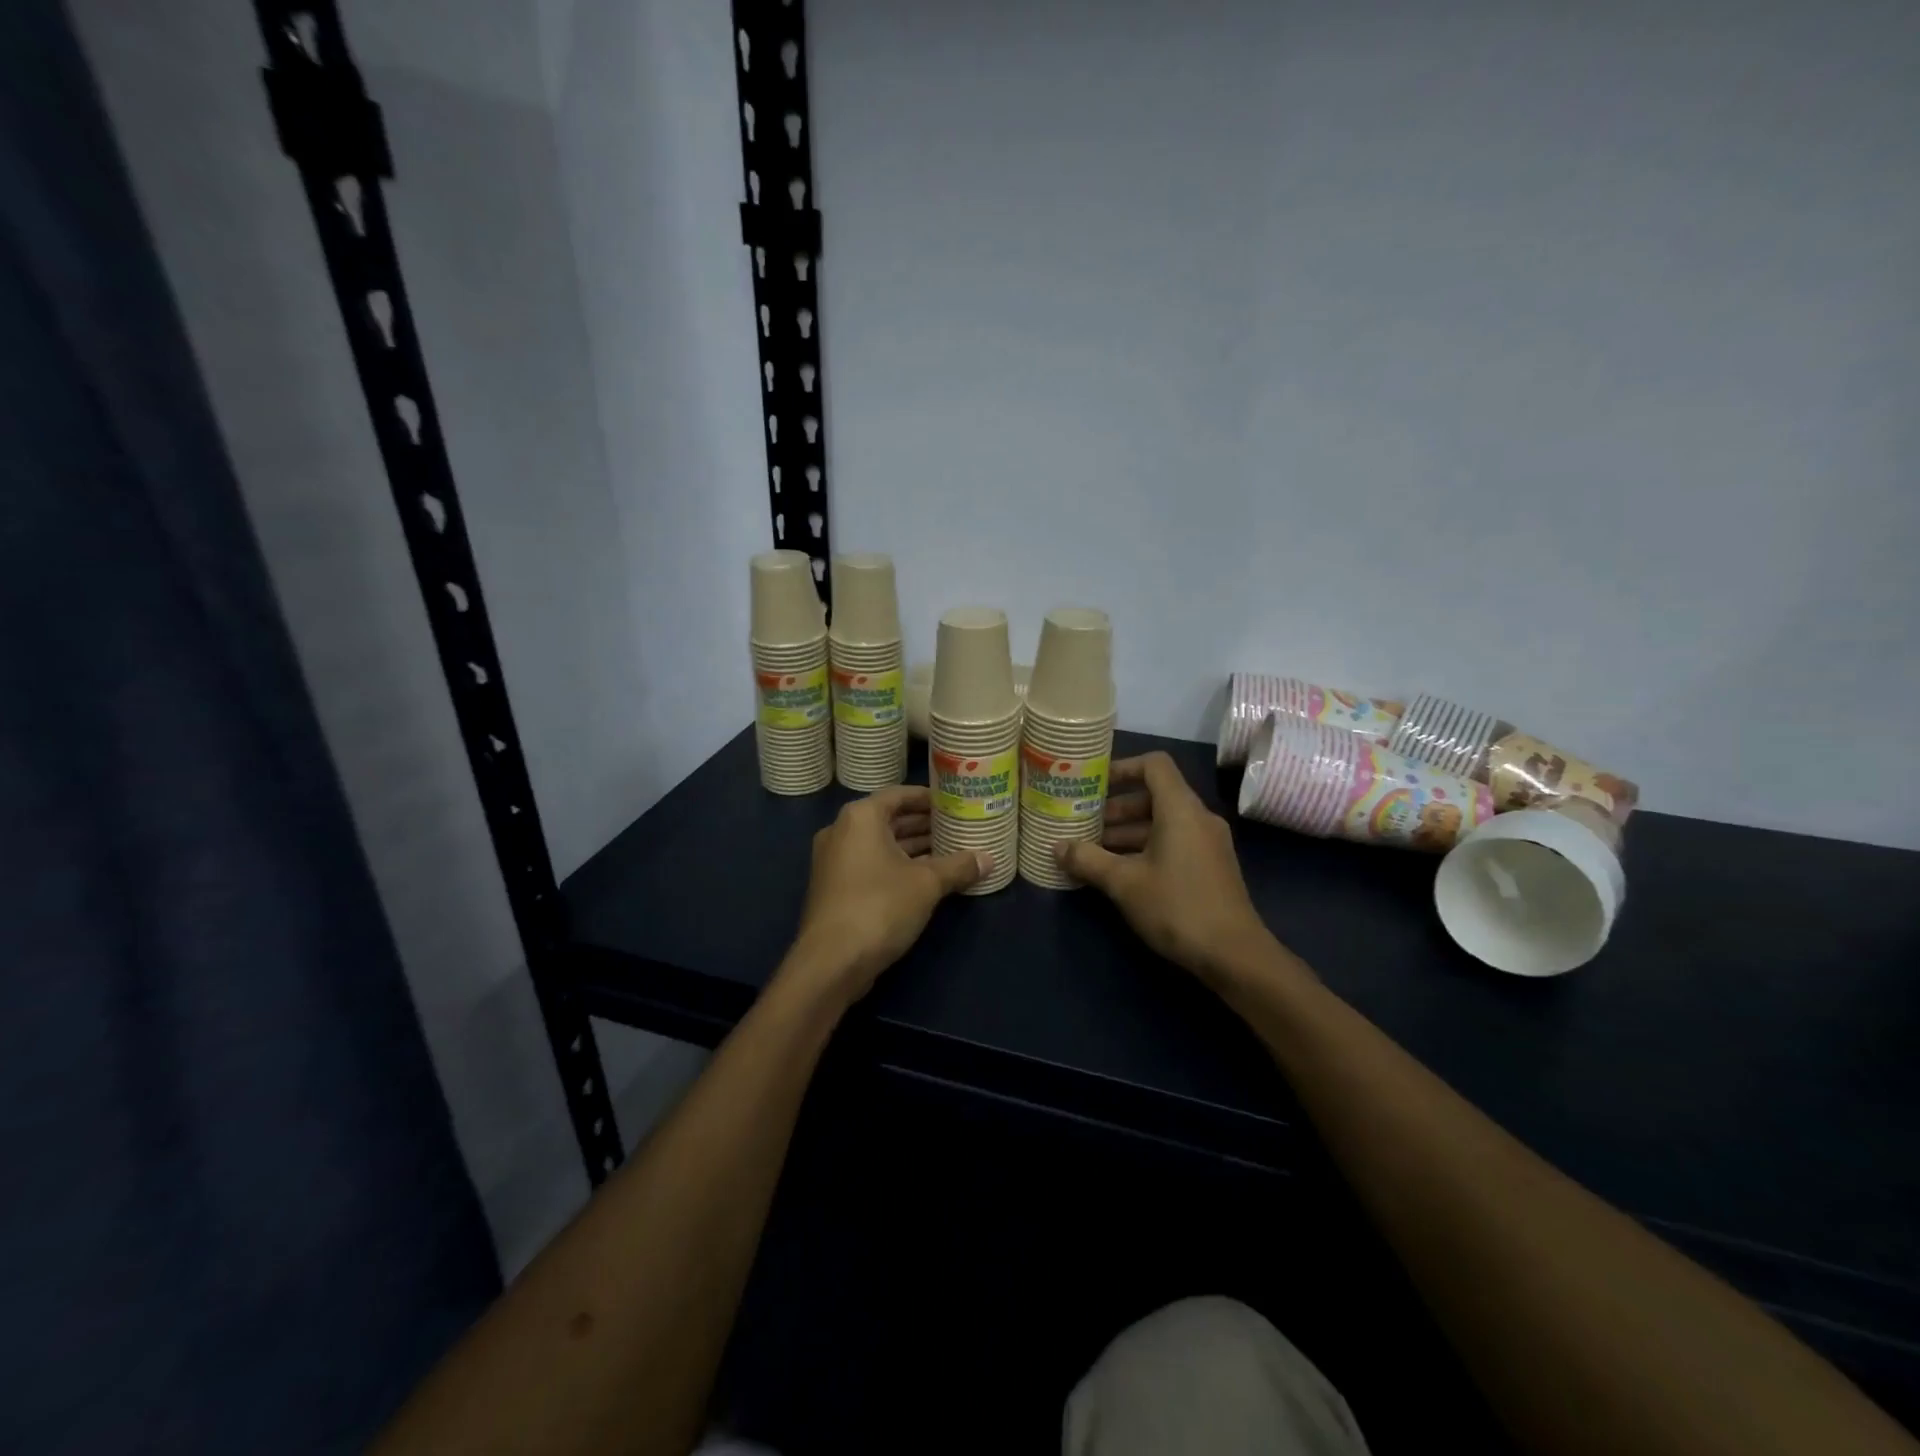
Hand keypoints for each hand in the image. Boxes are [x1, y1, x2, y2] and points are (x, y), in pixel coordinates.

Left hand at [788, 785, 987, 1001]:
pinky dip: (897, 866)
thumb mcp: (927, 884)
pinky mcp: (835, 888)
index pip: (899, 794)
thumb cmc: (880, 906)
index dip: (928, 797)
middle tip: (957, 827)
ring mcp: (834, 861)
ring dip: (913, 848)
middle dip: (923, 825)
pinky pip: (871, 865)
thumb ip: (958, 867)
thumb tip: (989, 860)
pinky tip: (926, 879)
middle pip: (889, 819)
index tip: (954, 803)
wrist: (831, 962)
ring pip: (880, 845)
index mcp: (860, 817)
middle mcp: (842, 831)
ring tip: (950, 852)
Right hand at [1057, 752, 1295, 983]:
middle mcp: (1198, 818)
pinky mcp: (1210, 866)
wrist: (1234, 955)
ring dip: (1127, 832)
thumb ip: (1088, 859)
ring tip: (1092, 851)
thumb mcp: (1124, 883)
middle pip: (1154, 795)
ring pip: (1162, 822)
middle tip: (1083, 823)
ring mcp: (1208, 843)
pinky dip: (1145, 847)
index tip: (1093, 785)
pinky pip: (1173, 842)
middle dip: (1116, 807)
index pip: (1154, 765)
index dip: (1122, 768)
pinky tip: (1119, 872)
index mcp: (1180, 809)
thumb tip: (1056, 847)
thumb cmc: (1177, 907)